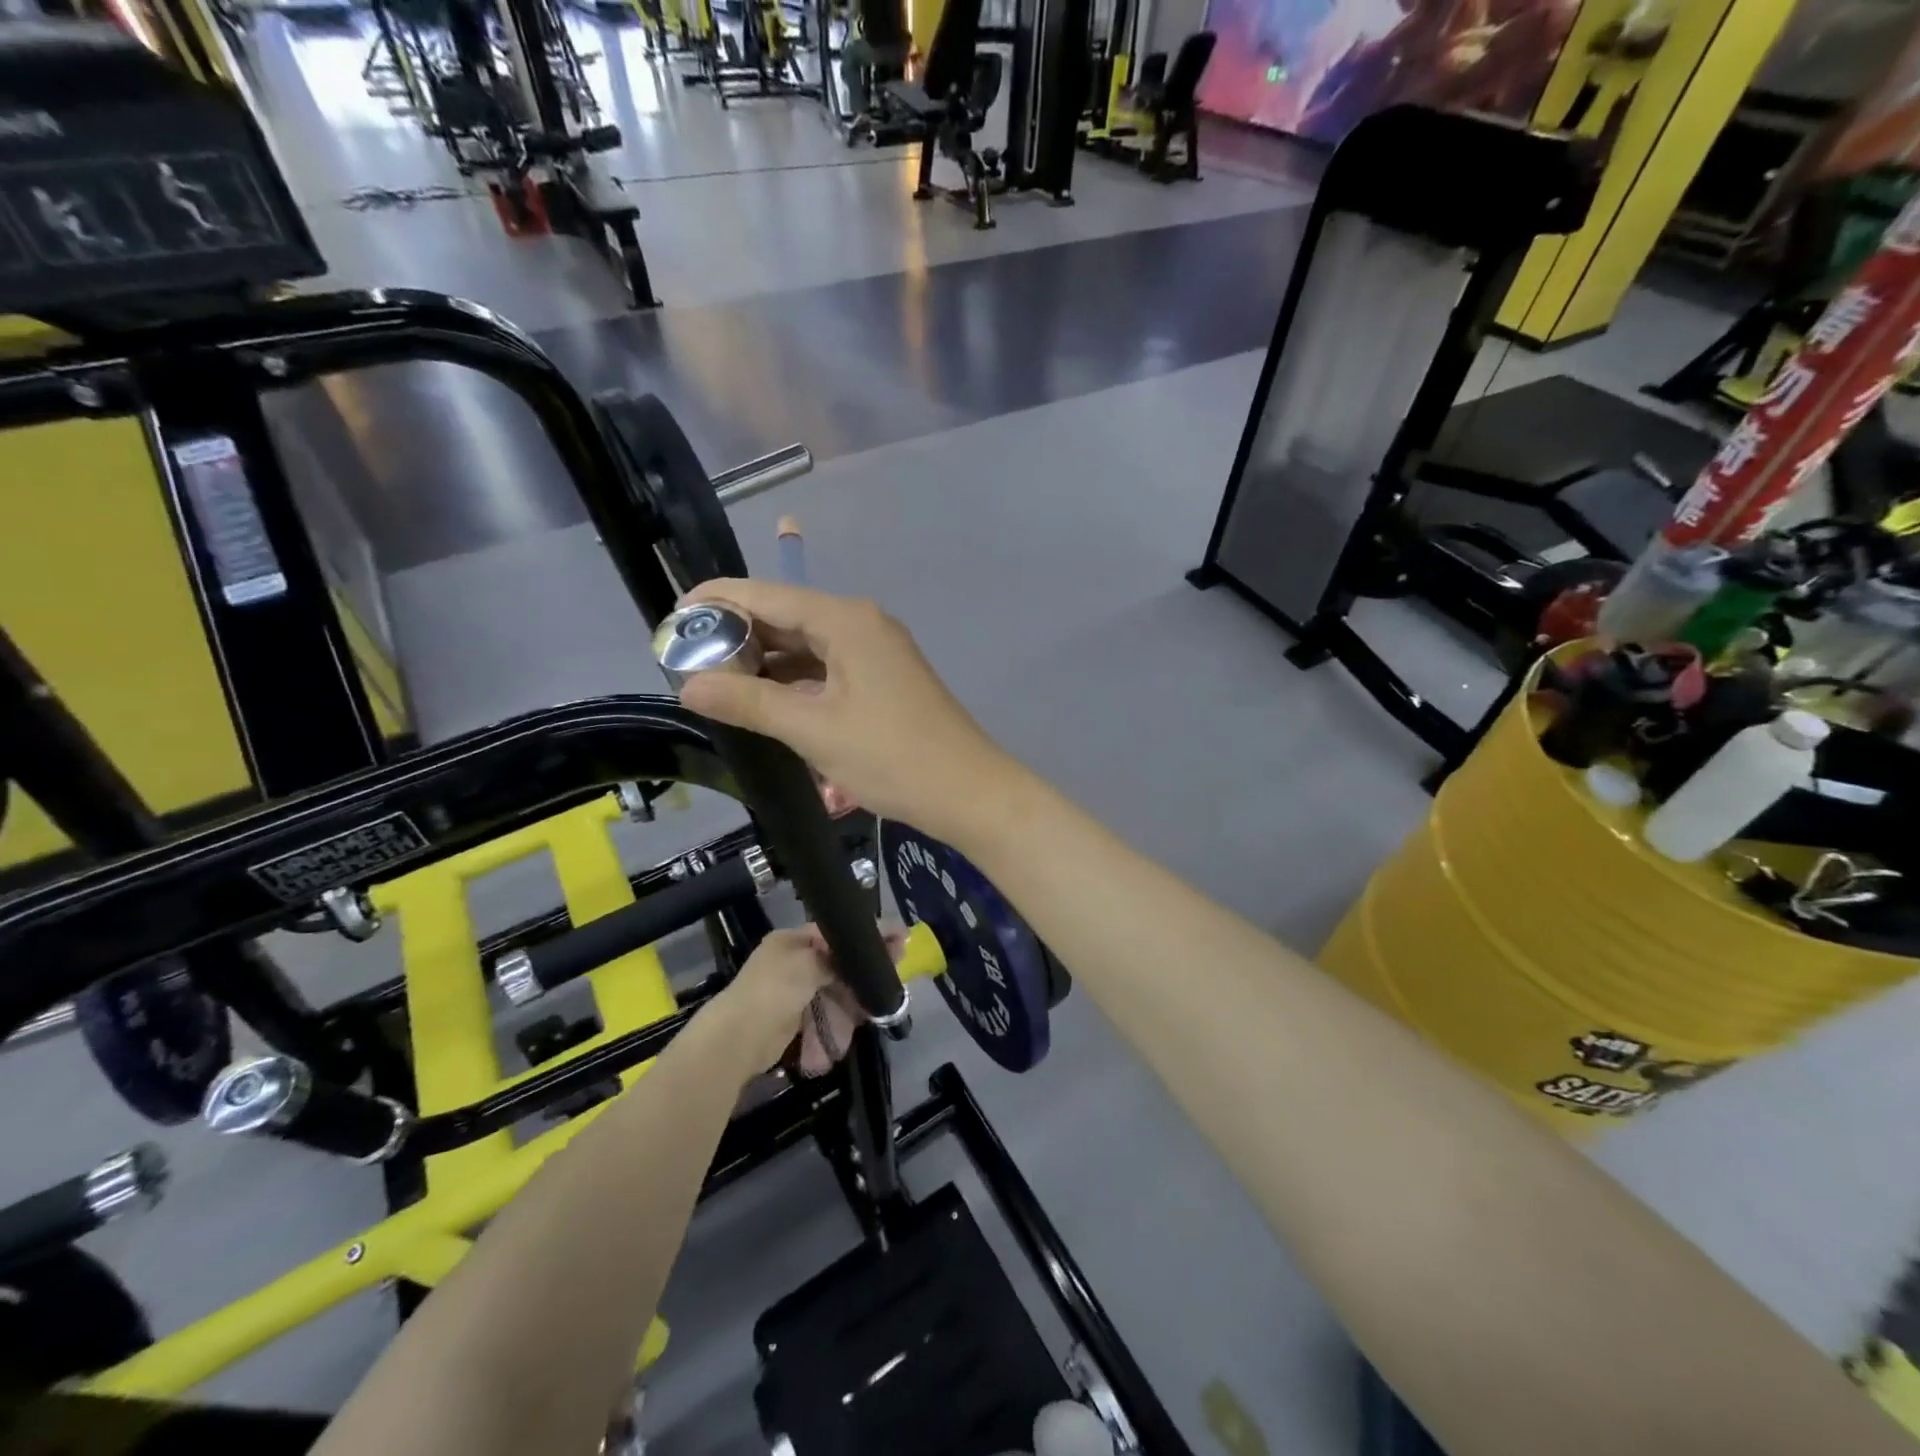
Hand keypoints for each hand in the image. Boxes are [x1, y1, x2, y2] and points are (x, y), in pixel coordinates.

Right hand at [677, 580, 1017, 842]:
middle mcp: (862, 624)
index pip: (767, 594)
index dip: (718, 602)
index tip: (672, 620)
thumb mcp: (813, 730)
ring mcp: (877, 653)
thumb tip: (689, 684)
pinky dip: (795, 683)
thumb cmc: (891, 757)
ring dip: (766, 664)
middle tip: (688, 662)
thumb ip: (749, 703)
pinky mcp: (884, 681)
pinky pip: (827, 670)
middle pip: (787, 617)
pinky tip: (767, 704)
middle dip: (739, 636)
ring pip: (807, 647)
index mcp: (846, 620)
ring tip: (718, 686)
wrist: (968, 792)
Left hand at [709, 923, 905, 1074]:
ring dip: (854, 1001)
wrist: (738, 1038)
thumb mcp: (809, 963)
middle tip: (894, 976)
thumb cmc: (774, 990)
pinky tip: (856, 1025)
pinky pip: (826, 1014)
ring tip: (877, 1006)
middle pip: (839, 963)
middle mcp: (793, 962)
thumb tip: (868, 950)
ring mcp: (793, 992)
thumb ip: (840, 957)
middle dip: (863, 972)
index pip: (837, 932)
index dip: (868, 935)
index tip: (900, 937)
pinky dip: (839, 1021)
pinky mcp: (795, 1020)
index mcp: (792, 941)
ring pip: (835, 992)